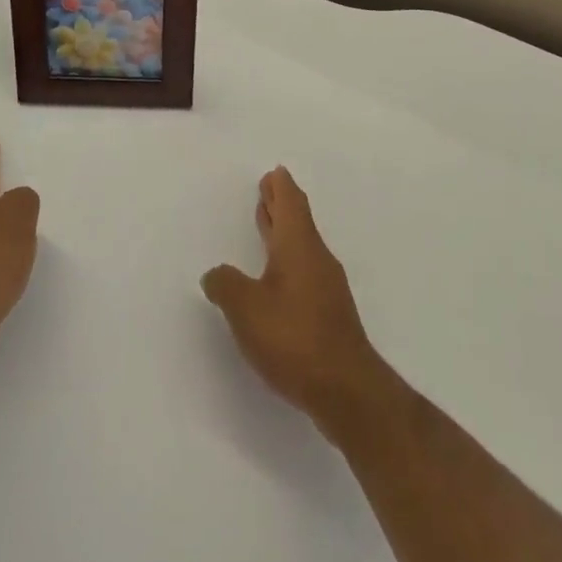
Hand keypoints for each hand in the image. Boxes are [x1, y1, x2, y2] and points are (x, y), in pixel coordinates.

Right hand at [201, 167, 395, 441]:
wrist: (346, 389)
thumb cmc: (294, 338)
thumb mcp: (246, 309)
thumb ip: (226, 285)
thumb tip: (215, 274)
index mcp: (298, 247)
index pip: (291, 204)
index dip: (281, 187)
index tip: (275, 172)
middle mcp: (316, 260)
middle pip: (298, 222)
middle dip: (281, 205)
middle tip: (268, 190)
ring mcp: (326, 288)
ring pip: (302, 247)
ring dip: (284, 233)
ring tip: (267, 225)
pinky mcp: (328, 314)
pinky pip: (305, 271)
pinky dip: (288, 259)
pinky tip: (276, 276)